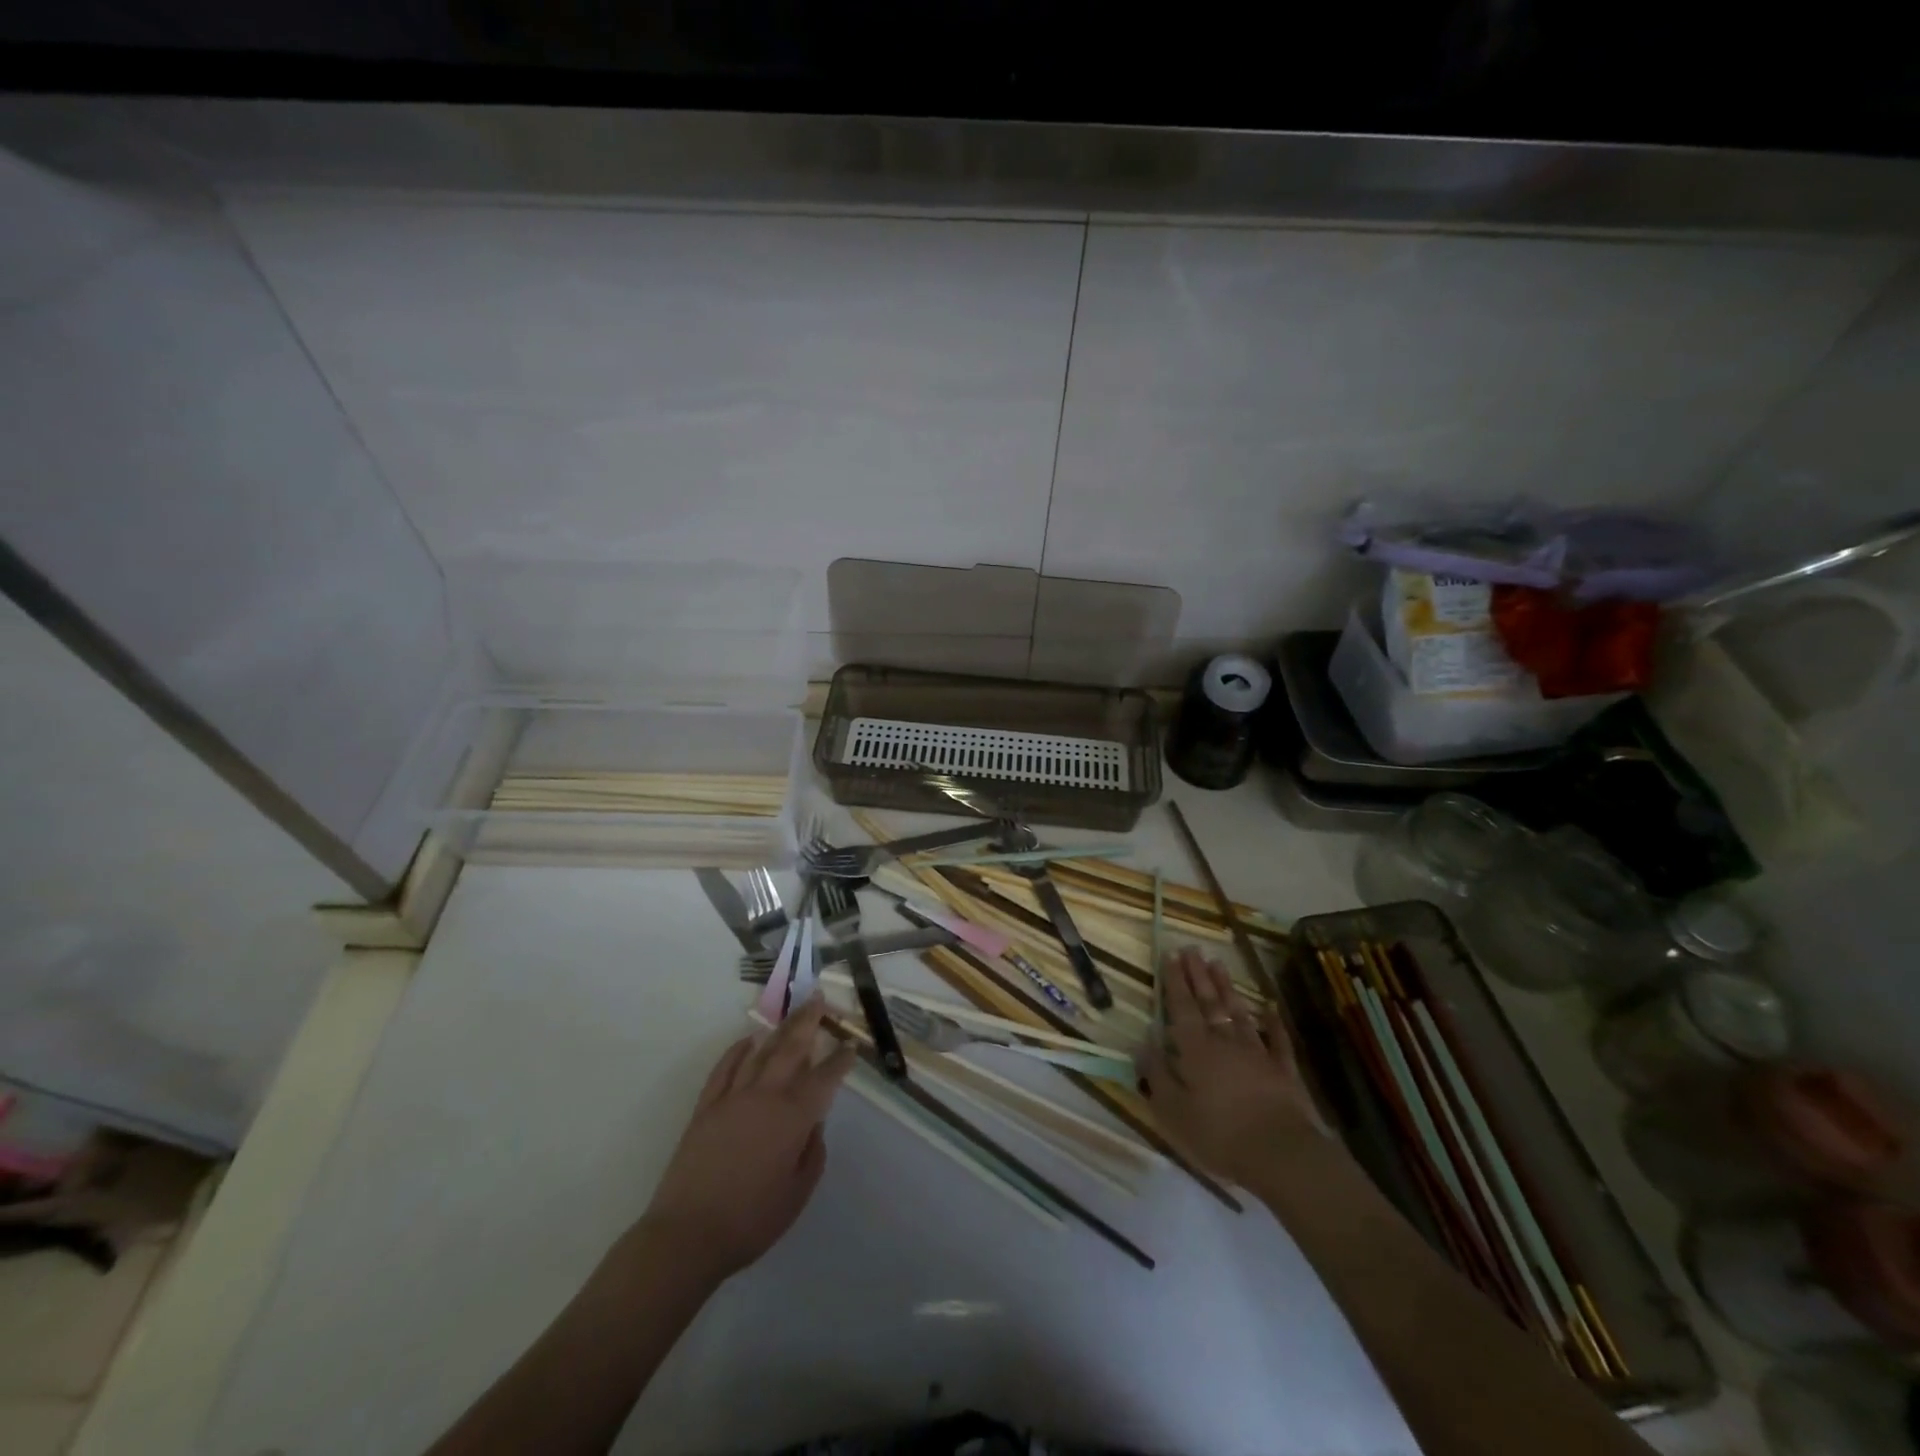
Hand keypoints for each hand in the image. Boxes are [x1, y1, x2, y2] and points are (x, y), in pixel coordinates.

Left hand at [638, 997, 855, 1284]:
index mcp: (792, 1117)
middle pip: (791, 1048)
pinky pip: (725, 1068)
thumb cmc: (750, 1220)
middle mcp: (765, 1096)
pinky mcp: (706, 1107)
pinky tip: (748, 1040)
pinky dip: (738, 1050)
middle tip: (819, 1000)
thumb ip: (812, 1152)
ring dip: (779, 1029)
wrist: (687, 1235)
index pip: (824, 1078)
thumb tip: (813, 1124)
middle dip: (808, 1022)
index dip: (840, 1060)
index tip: (851, 1045)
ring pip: (760, 1052)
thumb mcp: (798, 1193)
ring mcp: (732, 1097)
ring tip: (793, 1013)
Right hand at [1141, 947, 1327, 1186]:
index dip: (1174, 981)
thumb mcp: (1172, 1110)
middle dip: (1198, 974)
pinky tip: (1270, 1008)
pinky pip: (1277, 1040)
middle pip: (1209, 1002)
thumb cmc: (1218, 1134)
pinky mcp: (1284, 1071)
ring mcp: (1257, 1053)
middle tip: (1192, 948)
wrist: (1281, 1154)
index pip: (1181, 1007)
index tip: (1170, 954)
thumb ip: (1156, 1074)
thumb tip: (1142, 1042)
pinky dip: (1273, 1022)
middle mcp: (1224, 1042)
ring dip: (1227, 987)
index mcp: (1195, 1049)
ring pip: (1238, 1012)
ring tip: (1218, 963)